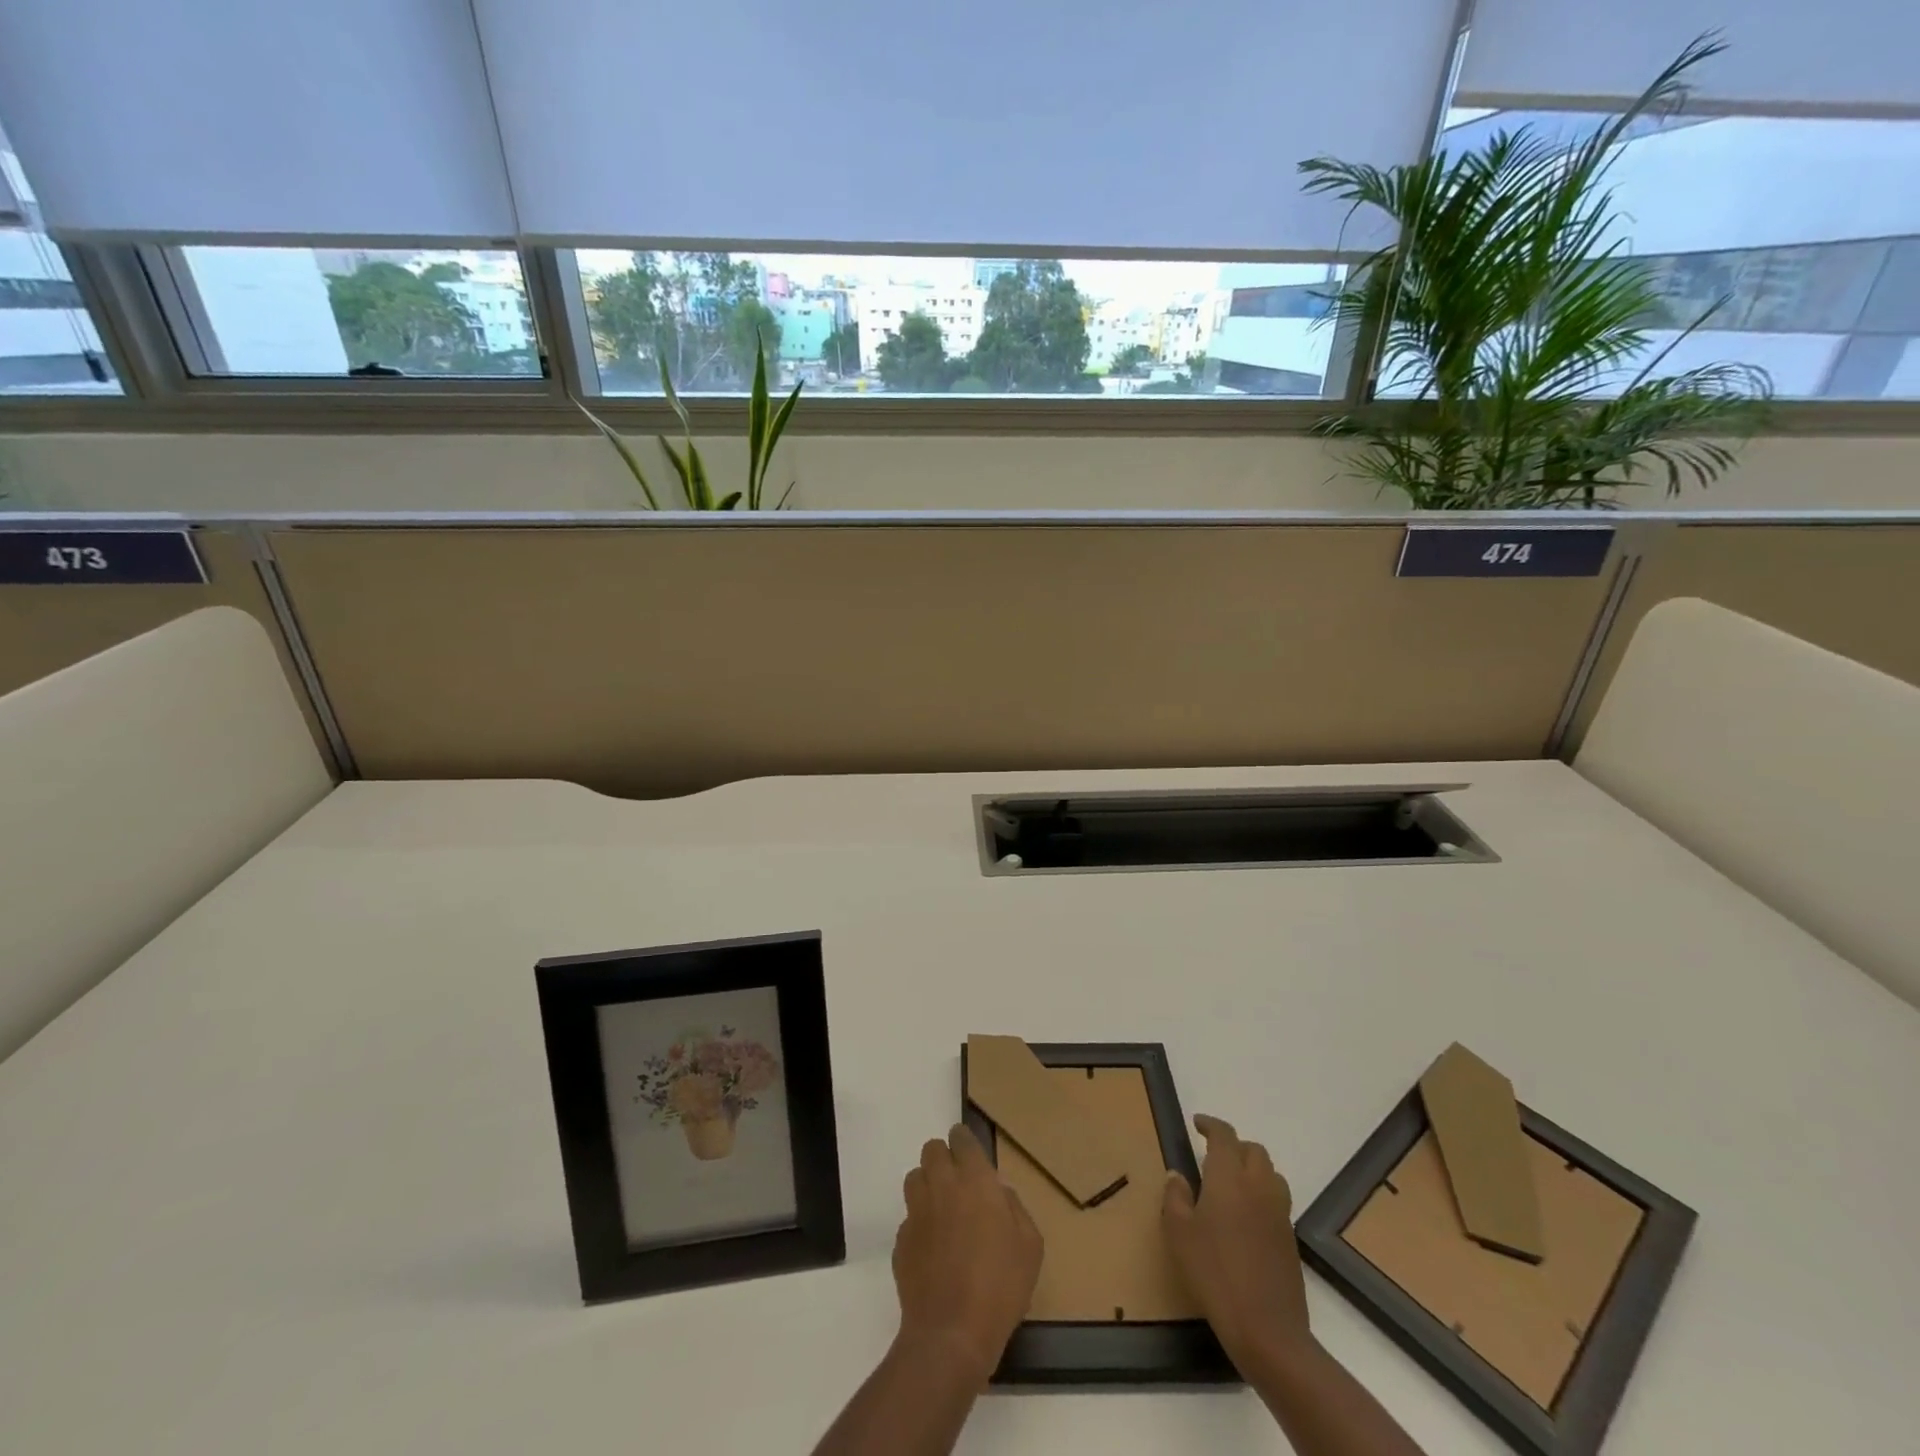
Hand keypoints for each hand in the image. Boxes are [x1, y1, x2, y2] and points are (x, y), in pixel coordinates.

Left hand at [892, 1123, 1043, 1383]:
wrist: (952, 1334)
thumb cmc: (1000, 1286)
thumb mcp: (1030, 1246)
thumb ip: (1015, 1208)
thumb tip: (999, 1193)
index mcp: (975, 1180)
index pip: (962, 1139)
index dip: (964, 1141)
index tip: (970, 1153)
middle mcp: (942, 1185)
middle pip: (932, 1150)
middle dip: (943, 1158)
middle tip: (957, 1182)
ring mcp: (917, 1212)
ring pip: (915, 1178)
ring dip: (927, 1185)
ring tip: (941, 1210)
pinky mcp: (901, 1241)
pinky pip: (908, 1218)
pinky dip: (919, 1224)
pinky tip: (932, 1249)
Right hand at [1163, 1114, 1312, 1363]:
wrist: (1267, 1329)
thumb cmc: (1214, 1273)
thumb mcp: (1179, 1234)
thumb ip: (1176, 1197)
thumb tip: (1177, 1175)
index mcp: (1229, 1177)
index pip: (1224, 1136)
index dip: (1211, 1125)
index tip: (1197, 1124)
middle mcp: (1258, 1186)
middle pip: (1253, 1150)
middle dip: (1234, 1146)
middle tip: (1213, 1156)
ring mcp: (1279, 1212)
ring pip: (1271, 1173)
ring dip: (1252, 1168)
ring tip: (1232, 1184)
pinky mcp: (1290, 1238)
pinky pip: (1277, 1200)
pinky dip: (1262, 1195)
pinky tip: (1246, 1218)